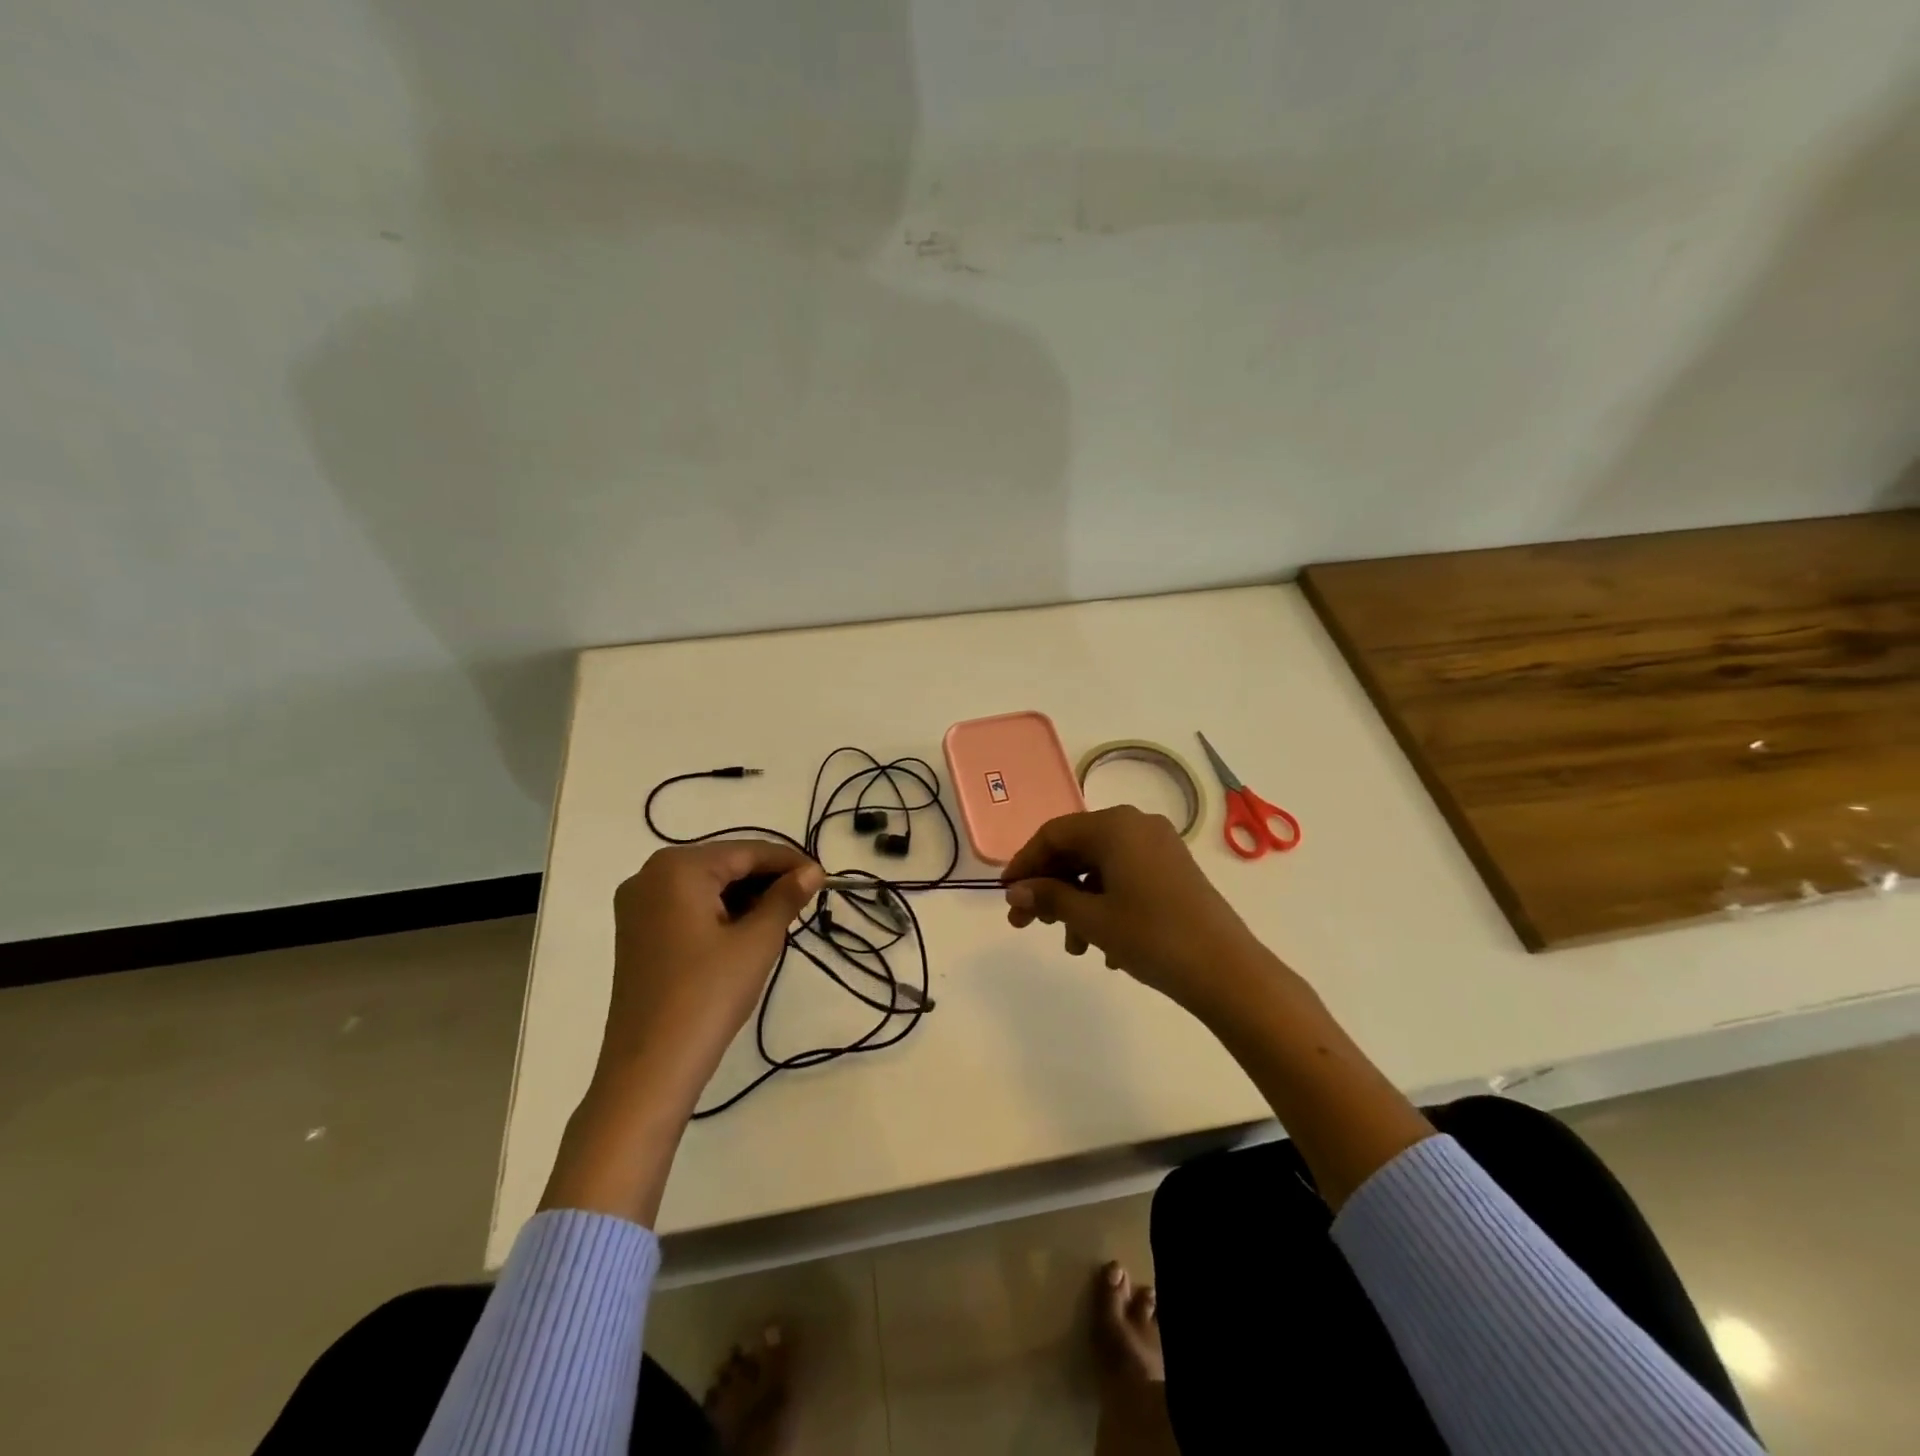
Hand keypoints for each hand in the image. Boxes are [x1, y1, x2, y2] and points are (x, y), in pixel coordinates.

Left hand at [599, 840, 823, 1093]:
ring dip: (745, 898)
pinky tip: (747, 933)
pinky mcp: (636, 934)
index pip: (746, 852)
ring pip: (706, 886)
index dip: (789, 862)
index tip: (824, 877)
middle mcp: (650, 876)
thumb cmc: (708, 996)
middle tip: (806, 901)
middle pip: (724, 865)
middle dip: (766, 880)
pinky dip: (720, 914)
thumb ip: (786, 897)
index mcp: (677, 868)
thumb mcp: (757, 942)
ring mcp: (638, 906)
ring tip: (782, 919)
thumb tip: (812, 871)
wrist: (649, 1069)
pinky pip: (688, 907)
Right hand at [1002, 806, 1273, 1020]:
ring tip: (1073, 946)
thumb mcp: (1091, 919)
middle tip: (1027, 925)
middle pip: (1077, 849)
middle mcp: (1136, 825)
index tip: (1006, 895)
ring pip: (1100, 867)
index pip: (1053, 834)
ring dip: (1077, 903)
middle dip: (1049, 888)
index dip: (1024, 863)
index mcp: (1114, 825)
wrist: (1227, 970)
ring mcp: (1159, 847)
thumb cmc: (1151, 936)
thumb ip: (1048, 898)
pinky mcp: (1174, 870)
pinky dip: (1106, 904)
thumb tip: (1015, 891)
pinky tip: (1104, 947)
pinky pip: (1125, 877)